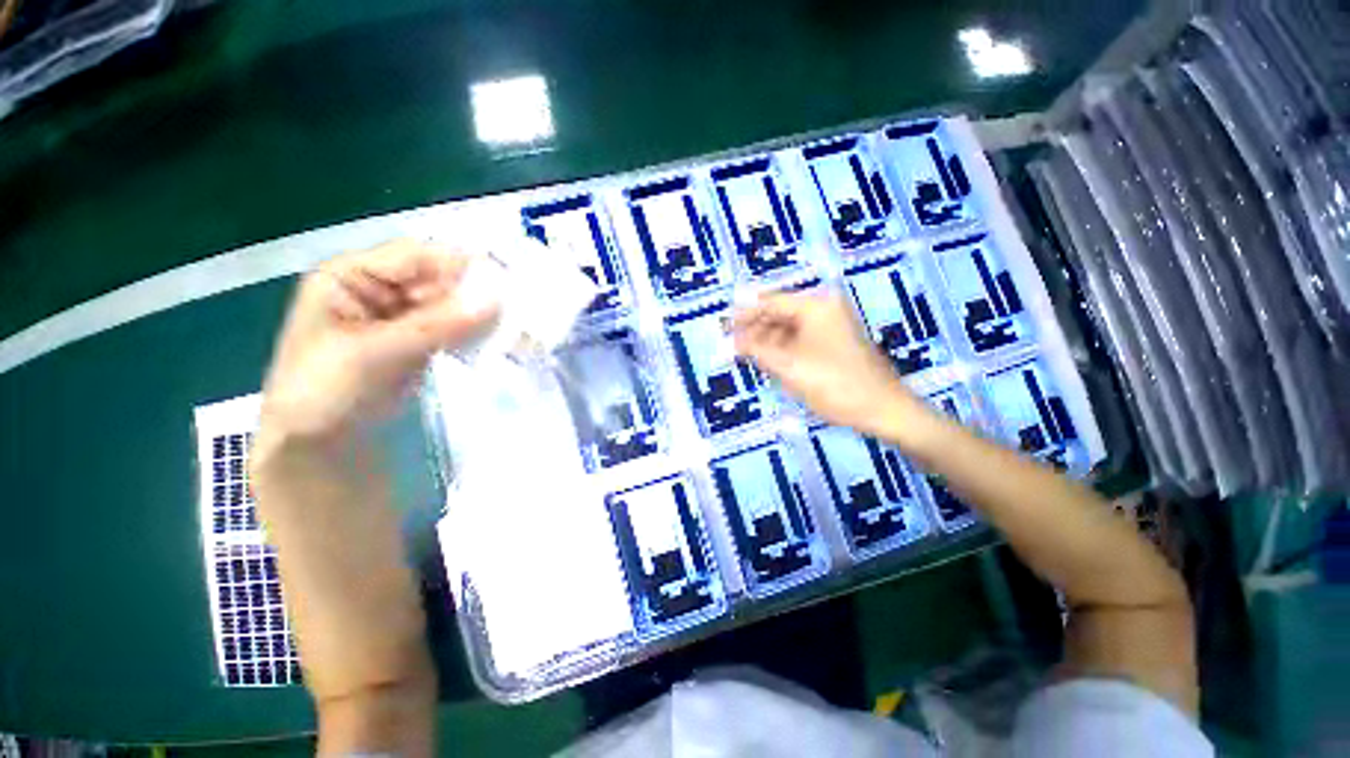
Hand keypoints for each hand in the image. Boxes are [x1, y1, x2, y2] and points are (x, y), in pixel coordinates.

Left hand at [258, 239, 498, 449]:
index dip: (458, 263)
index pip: (413, 256)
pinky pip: (453, 328)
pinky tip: (496, 339)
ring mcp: (400, 316)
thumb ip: (437, 325)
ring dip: (478, 314)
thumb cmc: (324, 392)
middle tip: (517, 306)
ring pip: (449, 304)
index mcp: (350, 276)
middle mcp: (377, 289)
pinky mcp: (419, 342)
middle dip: (474, 292)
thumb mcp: (376, 353)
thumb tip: (496, 300)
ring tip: (514, 324)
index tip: (504, 278)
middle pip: (435, 279)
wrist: (319, 446)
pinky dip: (474, 332)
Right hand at [733, 290, 928, 438]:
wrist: (883, 410)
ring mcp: (830, 326)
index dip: (743, 314)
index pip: (770, 302)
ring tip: (746, 357)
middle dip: (754, 329)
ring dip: (766, 341)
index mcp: (816, 306)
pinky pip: (799, 340)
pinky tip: (769, 362)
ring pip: (787, 328)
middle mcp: (824, 309)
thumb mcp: (788, 366)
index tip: (722, 327)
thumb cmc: (835, 384)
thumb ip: (756, 350)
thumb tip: (730, 341)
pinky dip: (782, 350)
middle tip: (731, 346)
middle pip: (778, 314)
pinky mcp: (833, 343)